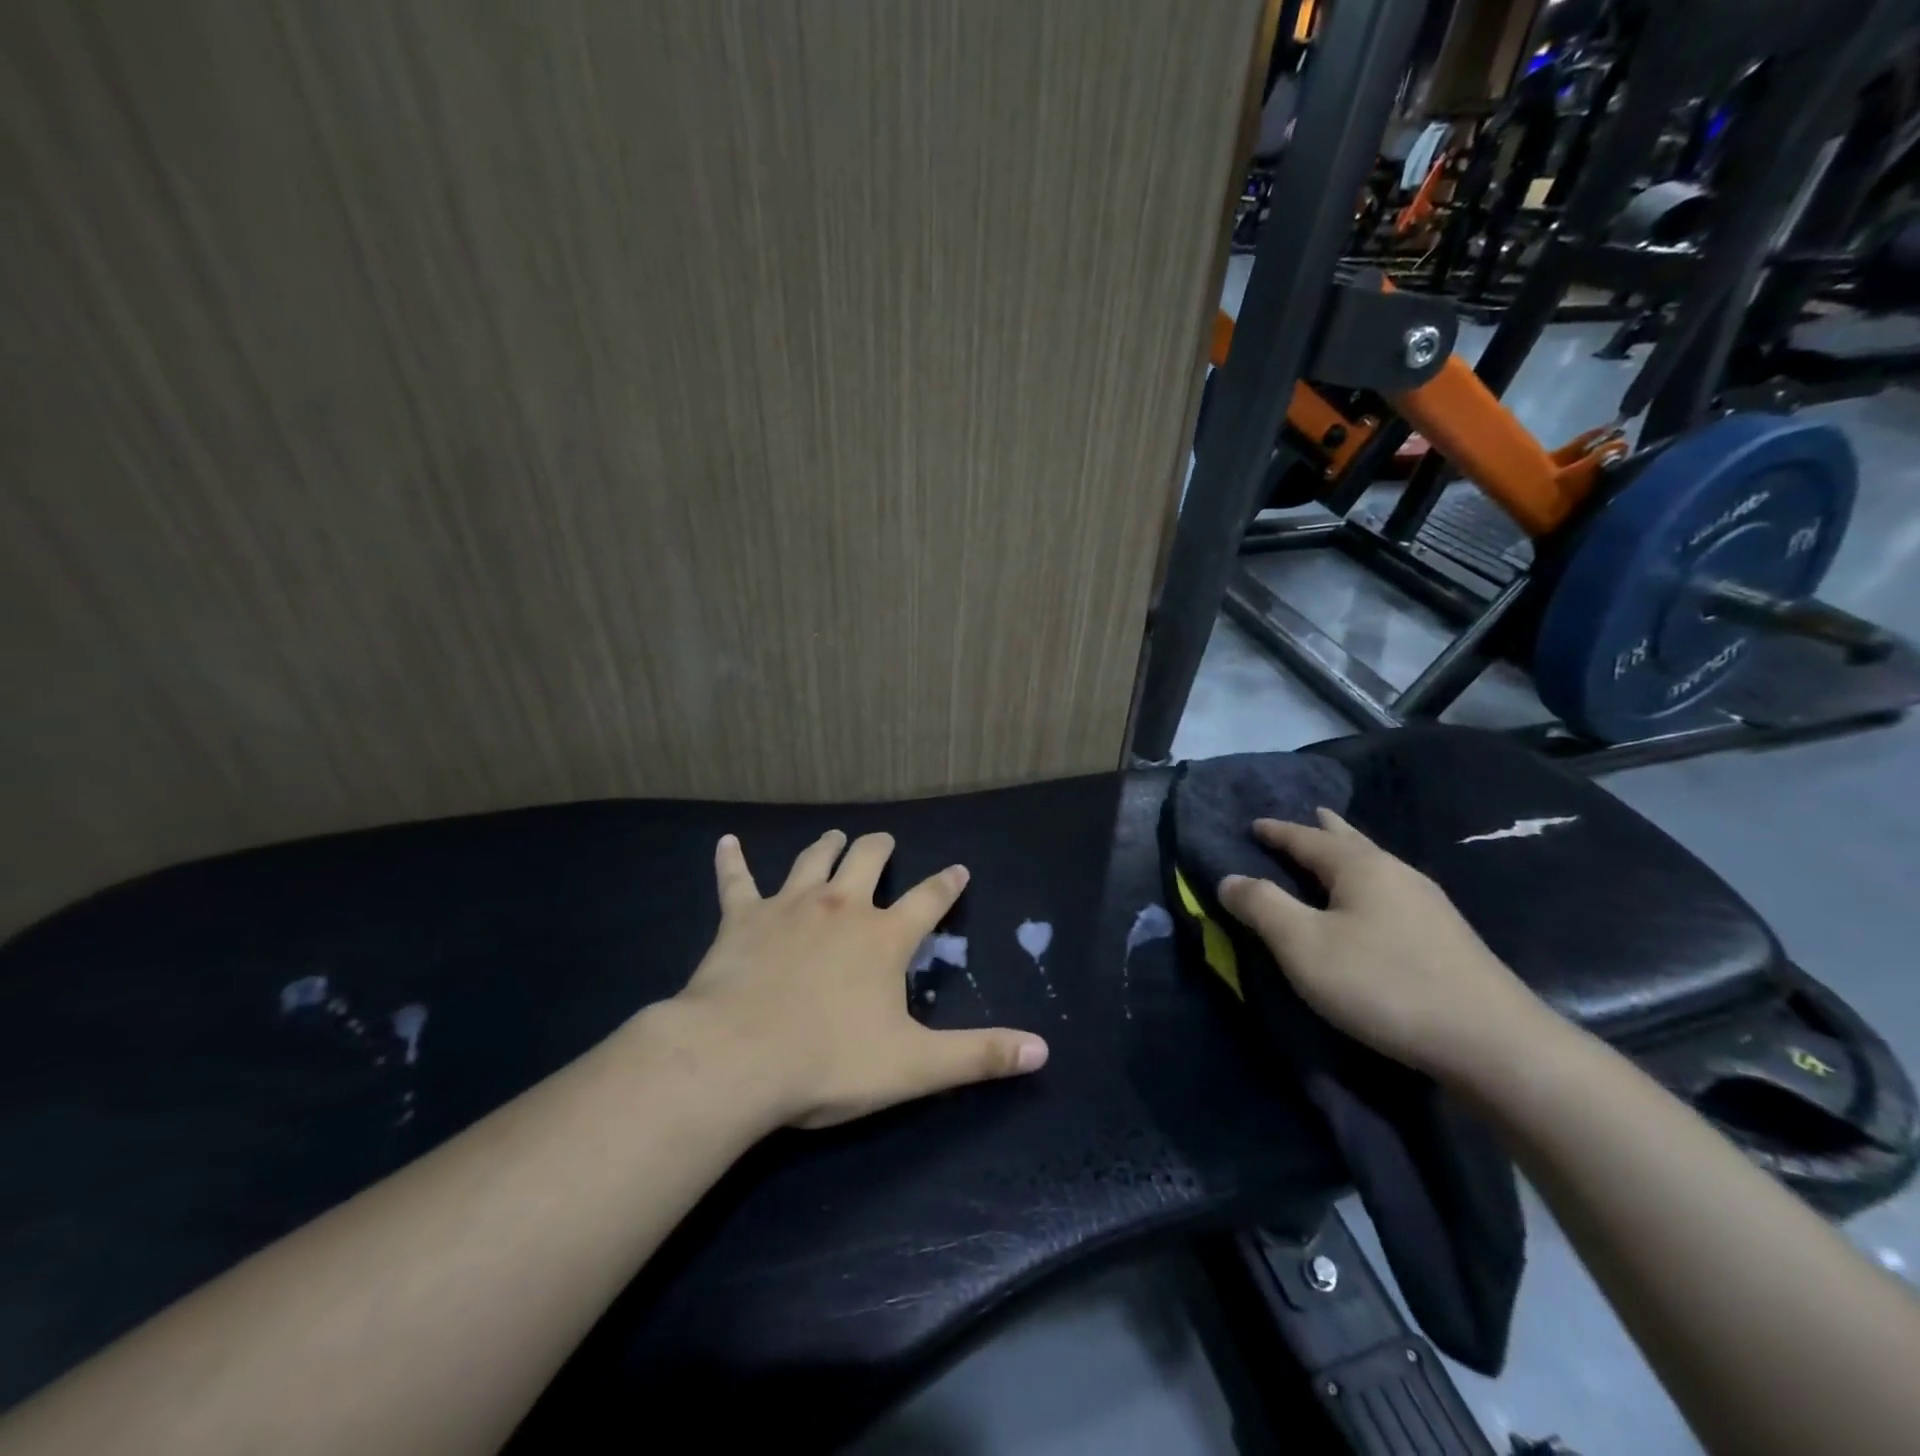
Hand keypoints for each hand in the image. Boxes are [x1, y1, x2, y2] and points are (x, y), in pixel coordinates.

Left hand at [669, 830, 1048, 1128]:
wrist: (737, 1058)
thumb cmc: (829, 1061)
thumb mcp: (915, 1066)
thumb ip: (979, 1055)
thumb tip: (1043, 1050)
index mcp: (884, 937)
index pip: (929, 900)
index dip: (947, 884)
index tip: (958, 869)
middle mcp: (841, 907)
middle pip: (866, 860)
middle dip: (879, 849)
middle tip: (885, 843)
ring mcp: (789, 907)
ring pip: (812, 860)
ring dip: (826, 847)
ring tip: (835, 837)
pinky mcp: (742, 918)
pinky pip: (736, 880)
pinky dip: (732, 860)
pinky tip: (726, 843)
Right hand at [1216, 809, 1548, 1083]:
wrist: (1493, 1042)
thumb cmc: (1383, 983)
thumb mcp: (1304, 945)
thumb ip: (1262, 906)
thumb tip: (1228, 879)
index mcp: (1360, 866)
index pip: (1306, 838)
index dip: (1276, 831)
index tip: (1253, 824)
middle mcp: (1396, 873)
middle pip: (1351, 841)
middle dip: (1324, 830)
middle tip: (1309, 815)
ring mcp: (1428, 904)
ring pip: (1376, 865)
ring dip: (1349, 855)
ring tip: (1336, 852)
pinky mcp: (1446, 936)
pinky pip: (1391, 890)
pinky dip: (1368, 883)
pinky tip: (1373, 903)